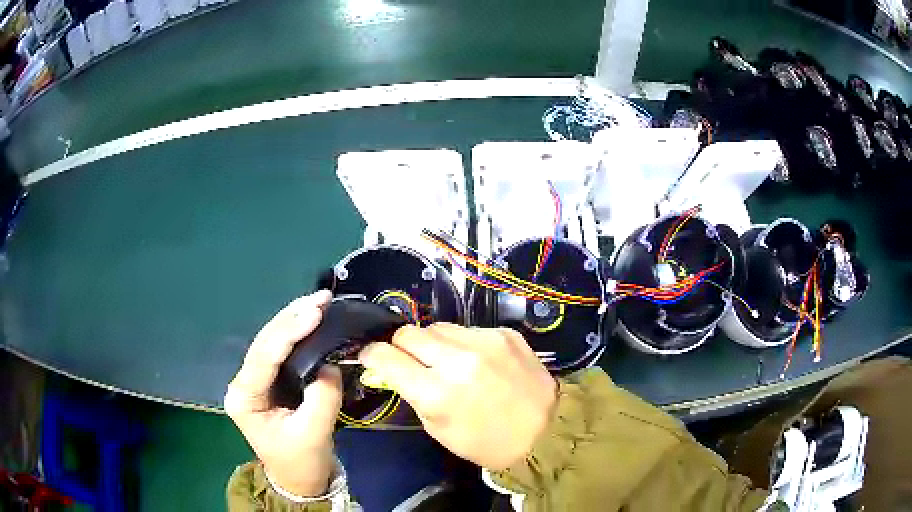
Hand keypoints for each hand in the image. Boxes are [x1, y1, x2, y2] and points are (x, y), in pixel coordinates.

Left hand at [224, 290, 341, 496]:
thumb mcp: (313, 434)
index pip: (263, 356)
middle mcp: (244, 383)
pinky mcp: (270, 381)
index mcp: (244, 398)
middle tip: (320, 299)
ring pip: (272, 342)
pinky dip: (298, 333)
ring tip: (319, 302)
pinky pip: (282, 351)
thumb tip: (330, 366)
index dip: (288, 332)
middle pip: (264, 342)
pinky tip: (312, 319)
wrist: (299, 479)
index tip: (314, 312)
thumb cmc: (302, 461)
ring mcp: (255, 380)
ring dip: (294, 320)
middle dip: (291, 317)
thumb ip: (321, 398)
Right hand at [358, 323, 556, 469]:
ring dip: (433, 342)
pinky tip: (477, 361)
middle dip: (400, 345)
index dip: (372, 355)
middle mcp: (457, 360)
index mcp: (436, 393)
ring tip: (446, 360)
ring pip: (437, 326)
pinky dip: (464, 343)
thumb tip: (391, 370)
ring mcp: (484, 342)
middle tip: (409, 360)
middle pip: (408, 332)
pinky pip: (468, 329)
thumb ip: (411, 395)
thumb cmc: (487, 442)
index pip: (385, 357)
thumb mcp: (438, 429)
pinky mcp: (505, 333)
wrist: (546, 431)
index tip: (371, 357)